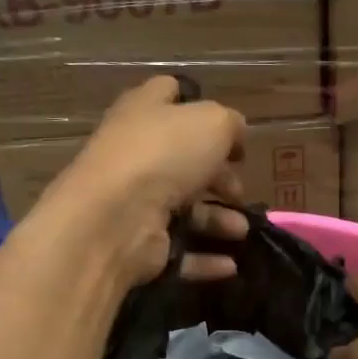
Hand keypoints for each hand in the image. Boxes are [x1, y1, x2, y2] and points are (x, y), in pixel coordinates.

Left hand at [38, 76, 250, 286]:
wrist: (115, 218)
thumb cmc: (164, 156)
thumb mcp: (212, 122)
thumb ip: (230, 124)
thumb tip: (235, 134)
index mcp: (145, 113)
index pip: (168, 94)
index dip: (199, 105)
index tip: (230, 129)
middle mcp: (136, 155)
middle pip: (184, 161)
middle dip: (219, 177)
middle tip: (239, 190)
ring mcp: (134, 202)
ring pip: (185, 209)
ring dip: (218, 220)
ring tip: (241, 230)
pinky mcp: (138, 244)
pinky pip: (179, 251)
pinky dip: (205, 259)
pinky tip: (230, 265)